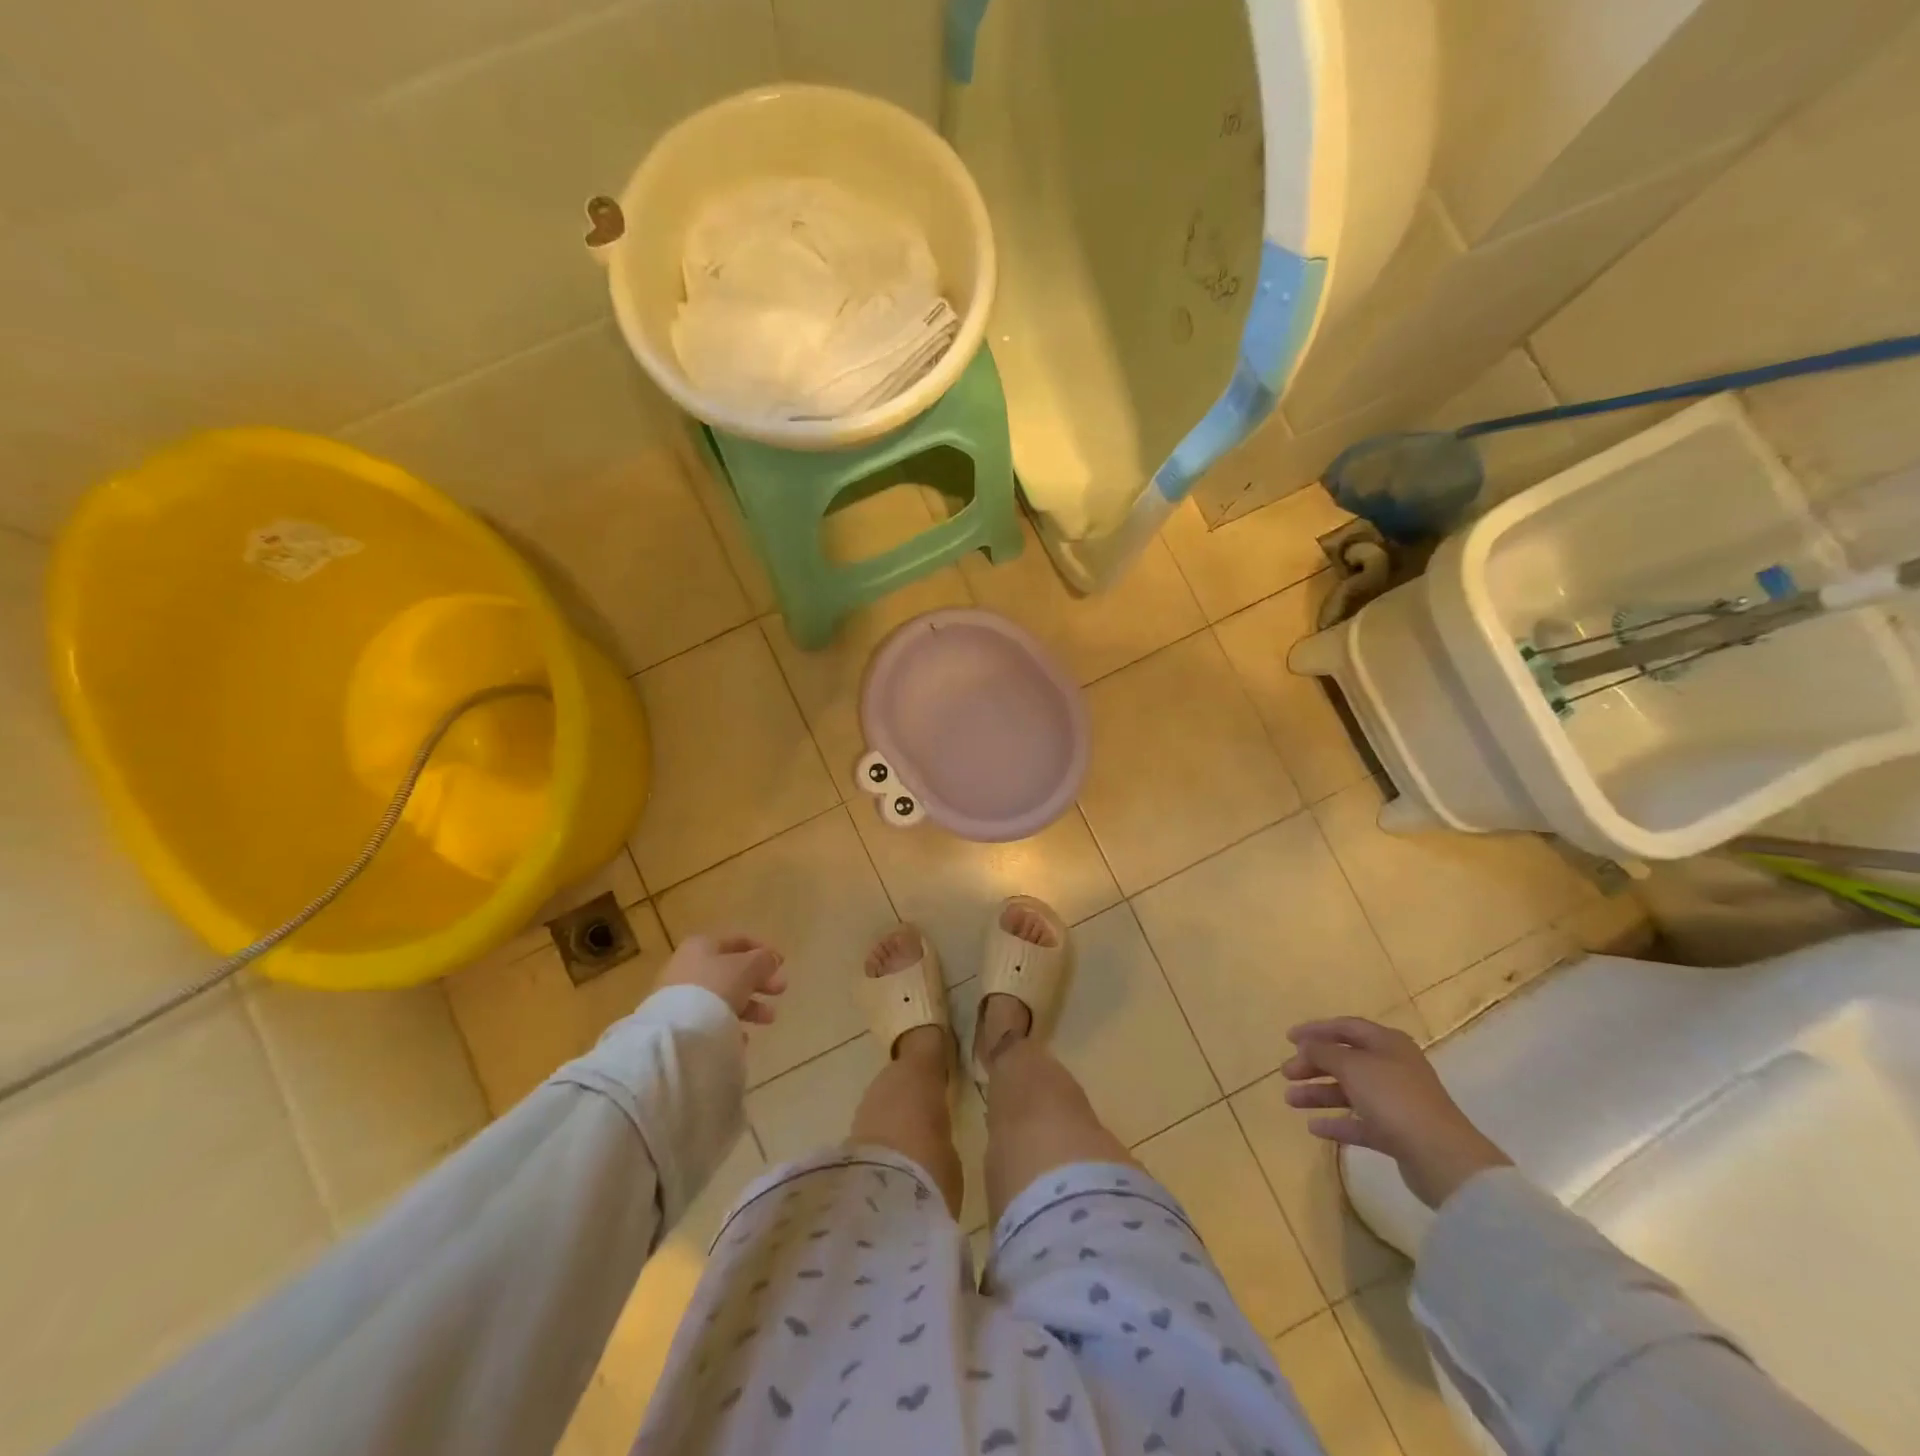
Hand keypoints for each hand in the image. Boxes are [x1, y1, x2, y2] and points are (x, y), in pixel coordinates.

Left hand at [658, 934, 786, 1025]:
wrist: (679, 1032)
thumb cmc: (716, 987)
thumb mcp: (747, 968)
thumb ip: (763, 960)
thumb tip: (771, 960)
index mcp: (702, 945)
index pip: (738, 941)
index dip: (763, 950)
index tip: (783, 964)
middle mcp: (688, 966)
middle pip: (731, 971)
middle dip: (759, 981)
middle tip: (781, 991)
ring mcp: (681, 996)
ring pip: (723, 997)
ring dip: (750, 1005)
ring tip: (769, 1019)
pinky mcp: (678, 1023)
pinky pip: (710, 1020)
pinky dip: (728, 1025)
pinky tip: (742, 1037)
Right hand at [1283, 1017, 1511, 1209]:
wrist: (1441, 1157)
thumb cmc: (1393, 1098)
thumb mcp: (1352, 1066)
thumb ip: (1323, 1052)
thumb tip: (1306, 1046)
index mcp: (1388, 1043)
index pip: (1346, 1027)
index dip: (1316, 1030)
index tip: (1288, 1038)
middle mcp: (1393, 1067)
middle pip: (1345, 1060)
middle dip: (1313, 1065)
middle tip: (1286, 1073)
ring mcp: (1396, 1101)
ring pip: (1350, 1091)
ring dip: (1319, 1093)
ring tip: (1290, 1101)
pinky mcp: (1397, 1133)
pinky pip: (1360, 1122)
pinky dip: (1337, 1123)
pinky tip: (1314, 1128)